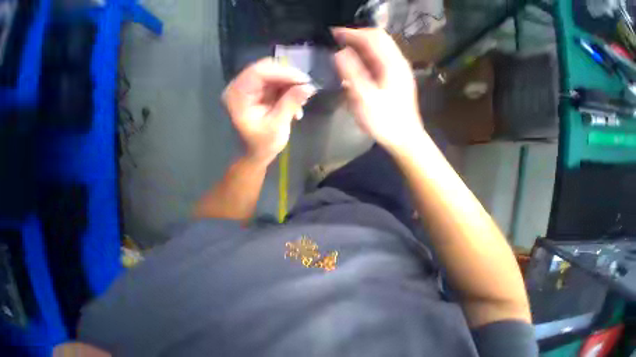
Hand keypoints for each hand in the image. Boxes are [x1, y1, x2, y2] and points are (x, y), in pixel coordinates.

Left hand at [223, 58, 316, 164]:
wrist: (256, 156)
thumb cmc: (263, 145)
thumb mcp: (278, 125)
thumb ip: (291, 104)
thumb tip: (309, 87)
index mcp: (238, 95)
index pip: (259, 73)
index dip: (283, 72)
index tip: (304, 80)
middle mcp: (241, 88)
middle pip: (267, 72)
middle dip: (289, 80)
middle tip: (307, 90)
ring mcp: (250, 91)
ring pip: (273, 79)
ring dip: (290, 90)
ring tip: (302, 104)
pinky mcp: (258, 96)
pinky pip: (275, 89)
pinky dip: (288, 96)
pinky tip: (296, 109)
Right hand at [333, 28, 425, 151]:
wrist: (403, 138)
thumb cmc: (384, 121)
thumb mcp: (365, 99)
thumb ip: (353, 75)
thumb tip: (339, 54)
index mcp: (392, 64)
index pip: (372, 37)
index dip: (352, 33)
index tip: (334, 34)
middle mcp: (397, 64)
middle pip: (376, 43)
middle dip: (356, 42)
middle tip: (338, 45)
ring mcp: (397, 75)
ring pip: (377, 57)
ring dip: (360, 55)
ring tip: (344, 61)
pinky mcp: (394, 85)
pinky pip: (378, 69)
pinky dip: (365, 68)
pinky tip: (356, 77)